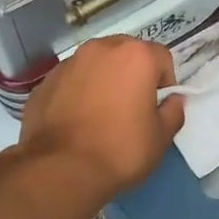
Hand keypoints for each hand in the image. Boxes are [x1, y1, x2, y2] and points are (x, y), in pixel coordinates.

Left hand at [17, 37, 183, 200]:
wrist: (60, 168)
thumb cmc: (120, 150)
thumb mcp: (160, 138)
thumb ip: (173, 112)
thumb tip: (173, 100)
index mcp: (135, 56)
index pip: (161, 57)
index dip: (165, 82)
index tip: (157, 107)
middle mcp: (101, 49)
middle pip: (126, 53)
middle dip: (133, 74)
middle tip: (131, 107)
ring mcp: (69, 63)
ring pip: (96, 65)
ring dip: (104, 80)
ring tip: (101, 114)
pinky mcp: (45, 81)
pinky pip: (72, 80)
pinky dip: (78, 92)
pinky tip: (77, 120)